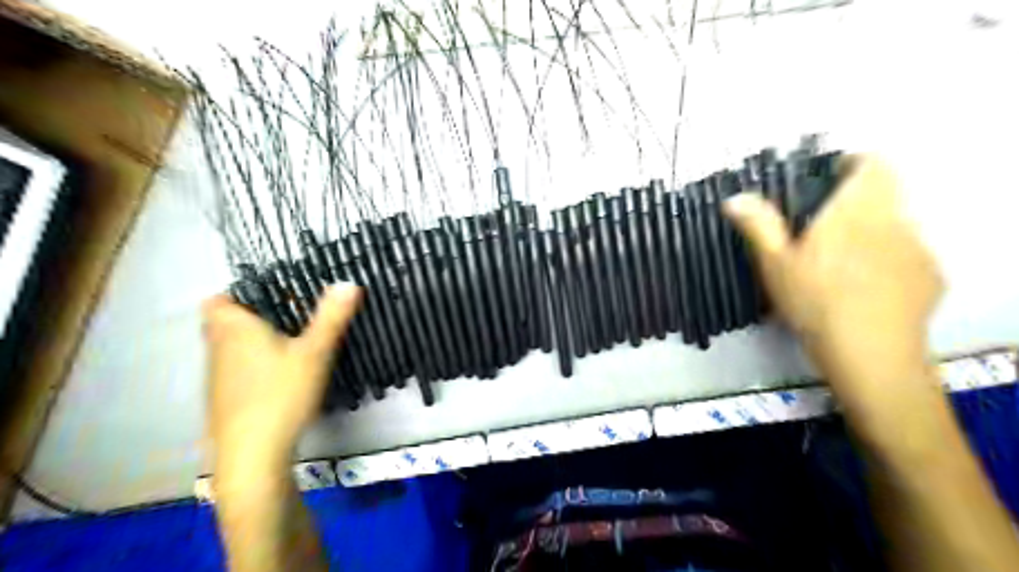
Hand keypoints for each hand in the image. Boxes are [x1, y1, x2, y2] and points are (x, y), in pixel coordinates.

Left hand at [200, 284, 362, 470]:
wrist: (252, 455)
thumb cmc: (281, 394)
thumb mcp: (315, 352)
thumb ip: (331, 317)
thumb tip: (349, 282)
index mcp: (235, 329)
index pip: (218, 300)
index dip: (237, 294)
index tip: (269, 296)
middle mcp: (218, 349)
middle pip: (223, 323)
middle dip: (250, 317)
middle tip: (287, 317)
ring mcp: (217, 377)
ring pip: (228, 348)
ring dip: (251, 342)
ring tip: (288, 343)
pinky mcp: (223, 400)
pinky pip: (233, 371)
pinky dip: (251, 366)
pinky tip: (278, 378)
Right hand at [720, 154, 943, 396]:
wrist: (869, 352)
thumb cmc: (814, 301)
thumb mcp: (774, 263)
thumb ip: (759, 225)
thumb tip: (735, 197)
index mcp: (855, 211)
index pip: (872, 164)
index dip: (853, 164)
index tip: (828, 182)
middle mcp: (894, 220)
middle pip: (884, 194)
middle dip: (856, 205)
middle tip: (823, 233)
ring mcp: (918, 249)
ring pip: (896, 226)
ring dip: (872, 234)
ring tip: (842, 267)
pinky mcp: (931, 277)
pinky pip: (907, 256)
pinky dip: (889, 262)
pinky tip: (867, 290)